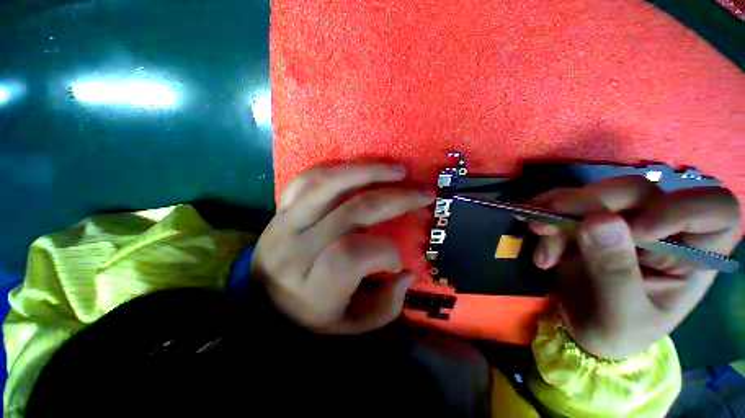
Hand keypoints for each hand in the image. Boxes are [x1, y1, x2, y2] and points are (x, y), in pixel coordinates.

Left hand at [251, 163, 433, 333]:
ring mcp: (286, 223)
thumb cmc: (310, 318)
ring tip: (397, 170)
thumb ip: (385, 305)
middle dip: (395, 198)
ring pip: (329, 184)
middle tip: (422, 193)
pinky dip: (337, 169)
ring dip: (369, 172)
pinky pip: (307, 178)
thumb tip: (407, 273)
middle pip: (352, 211)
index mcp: (314, 285)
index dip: (386, 253)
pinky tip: (359, 169)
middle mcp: (298, 249)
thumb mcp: (351, 325)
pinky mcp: (281, 209)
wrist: (261, 304)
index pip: (353, 255)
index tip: (398, 261)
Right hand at [529, 177, 740, 358]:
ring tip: (535, 234)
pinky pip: (566, 201)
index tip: (638, 230)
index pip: (715, 211)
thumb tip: (598, 222)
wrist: (580, 327)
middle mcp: (662, 229)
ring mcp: (622, 221)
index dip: (682, 209)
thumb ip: (615, 271)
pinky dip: (543, 210)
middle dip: (590, 204)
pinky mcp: (587, 220)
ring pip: (595, 194)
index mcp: (693, 257)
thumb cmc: (614, 332)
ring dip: (558, 210)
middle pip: (638, 192)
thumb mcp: (619, 314)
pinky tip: (532, 230)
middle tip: (548, 223)